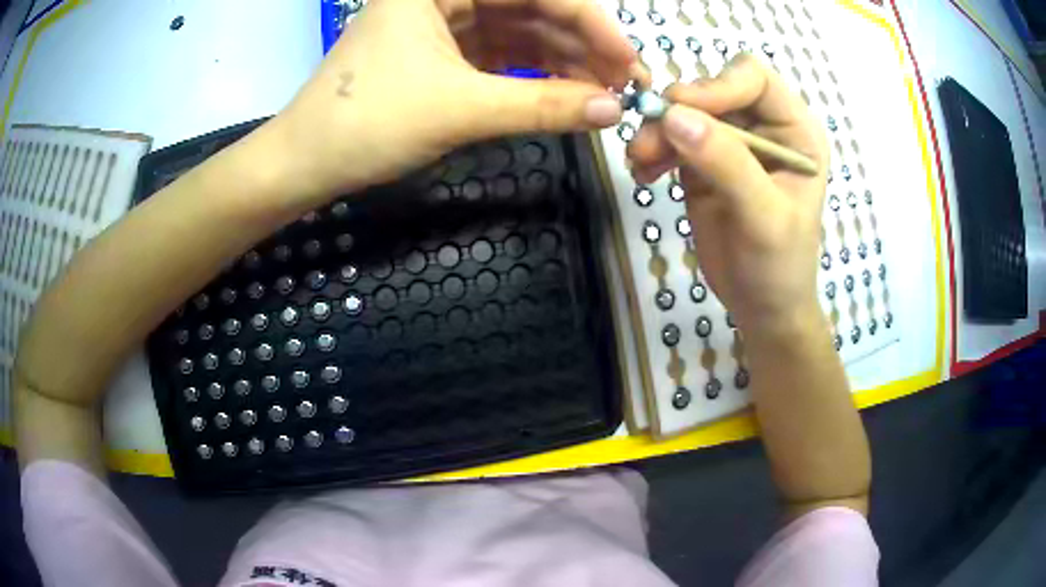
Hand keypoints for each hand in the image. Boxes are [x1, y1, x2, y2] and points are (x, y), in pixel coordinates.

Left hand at [268, 0, 638, 204]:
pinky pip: (500, 55)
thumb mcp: (458, 109)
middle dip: (579, 46)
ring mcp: (441, 24)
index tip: (628, 61)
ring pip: (518, 33)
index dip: (588, 23)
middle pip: (529, 9)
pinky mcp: (441, 54)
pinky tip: (563, 94)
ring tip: (601, 94)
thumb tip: (613, 111)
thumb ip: (542, 106)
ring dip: (561, 62)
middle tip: (622, 84)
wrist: (305, 164)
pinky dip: (532, 75)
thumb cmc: (366, 124)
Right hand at [628, 54, 828, 332]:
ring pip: (686, 112)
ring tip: (640, 162)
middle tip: (647, 143)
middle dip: (678, 111)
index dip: (717, 85)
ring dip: (657, 131)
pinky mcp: (704, 161)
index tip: (680, 110)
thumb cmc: (779, 266)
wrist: (762, 306)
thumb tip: (675, 117)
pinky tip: (643, 173)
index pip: (754, 78)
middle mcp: (764, 127)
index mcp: (795, 130)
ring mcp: (733, 142)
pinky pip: (671, 138)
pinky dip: (653, 149)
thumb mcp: (763, 217)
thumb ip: (728, 164)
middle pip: (713, 90)